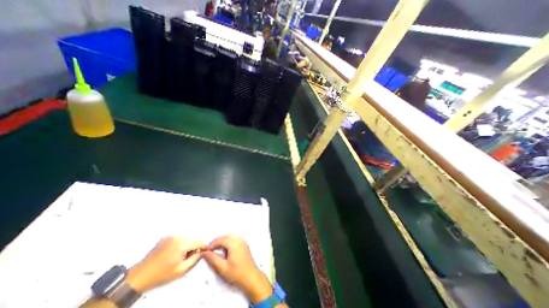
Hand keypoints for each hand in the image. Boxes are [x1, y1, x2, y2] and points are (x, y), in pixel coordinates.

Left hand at [127, 237, 205, 292]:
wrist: (139, 276)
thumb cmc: (161, 274)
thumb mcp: (181, 270)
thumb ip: (195, 259)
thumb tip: (202, 252)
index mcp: (182, 244)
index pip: (198, 242)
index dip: (202, 247)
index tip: (203, 252)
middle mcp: (177, 237)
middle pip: (192, 240)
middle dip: (193, 247)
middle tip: (188, 258)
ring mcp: (170, 236)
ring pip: (185, 239)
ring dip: (186, 246)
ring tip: (179, 257)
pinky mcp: (165, 238)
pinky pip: (177, 239)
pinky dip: (179, 244)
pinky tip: (172, 254)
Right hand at [203, 235, 270, 302]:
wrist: (250, 276)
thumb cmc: (236, 273)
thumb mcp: (223, 268)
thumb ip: (213, 259)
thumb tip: (205, 253)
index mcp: (234, 244)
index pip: (221, 240)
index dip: (213, 244)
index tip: (206, 250)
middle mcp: (239, 240)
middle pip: (226, 236)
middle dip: (217, 240)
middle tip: (210, 248)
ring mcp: (243, 241)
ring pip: (231, 236)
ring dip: (223, 239)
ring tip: (216, 247)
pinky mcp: (245, 244)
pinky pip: (235, 237)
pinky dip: (229, 239)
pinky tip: (225, 247)